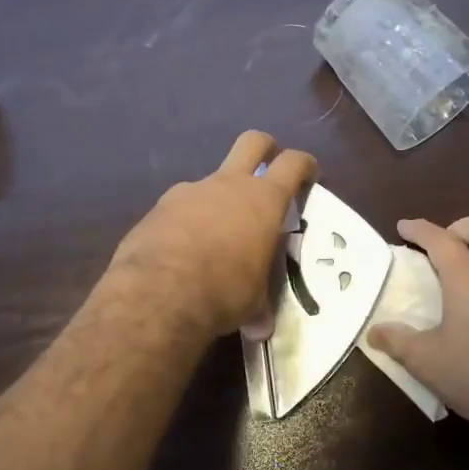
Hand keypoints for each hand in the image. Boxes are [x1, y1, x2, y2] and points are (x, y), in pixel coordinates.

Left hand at [108, 131, 316, 340]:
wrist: (158, 292)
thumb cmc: (223, 291)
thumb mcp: (252, 302)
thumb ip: (258, 306)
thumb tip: (260, 328)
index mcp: (263, 200)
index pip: (293, 164)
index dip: (305, 164)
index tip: (310, 173)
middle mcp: (228, 185)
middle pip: (253, 142)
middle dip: (265, 148)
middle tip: (269, 168)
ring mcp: (190, 191)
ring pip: (212, 179)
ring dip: (219, 198)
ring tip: (217, 234)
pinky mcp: (158, 208)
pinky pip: (180, 207)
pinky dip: (186, 222)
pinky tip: (181, 251)